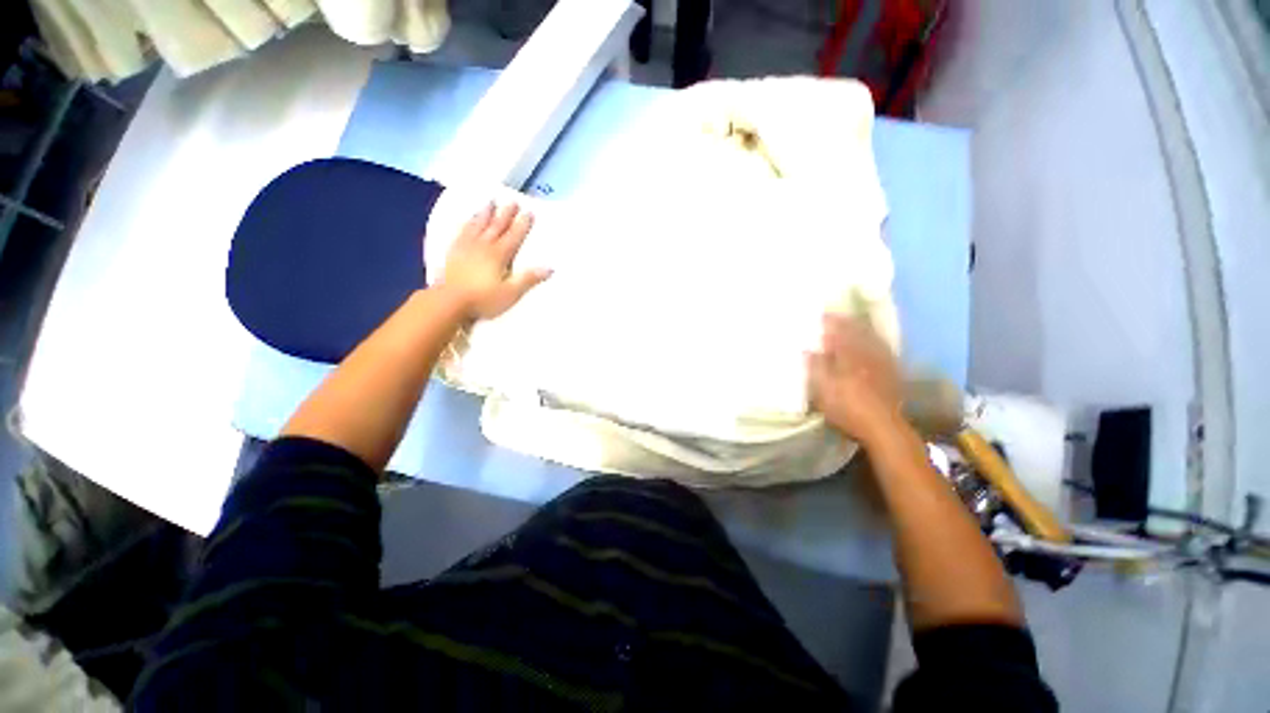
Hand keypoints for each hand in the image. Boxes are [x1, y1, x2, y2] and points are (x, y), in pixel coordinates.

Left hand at [440, 202, 551, 319]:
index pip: (513, 236)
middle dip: (505, 214)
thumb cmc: (483, 299)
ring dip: (485, 213)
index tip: (529, 212)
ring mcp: (466, 247)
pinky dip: (467, 223)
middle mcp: (483, 246)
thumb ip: (529, 279)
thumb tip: (549, 267)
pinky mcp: (453, 252)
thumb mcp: (511, 292)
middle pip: (496, 226)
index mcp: (499, 255)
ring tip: (490, 202)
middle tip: (512, 201)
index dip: (522, 224)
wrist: (449, 301)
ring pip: (478, 225)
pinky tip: (467, 219)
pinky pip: (462, 232)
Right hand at [808, 313, 903, 445]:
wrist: (883, 427)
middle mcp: (867, 355)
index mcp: (848, 357)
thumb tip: (807, 350)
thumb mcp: (823, 390)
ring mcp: (882, 363)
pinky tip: (874, 344)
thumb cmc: (847, 408)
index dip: (830, 323)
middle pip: (858, 333)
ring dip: (862, 330)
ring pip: (872, 339)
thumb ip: (815, 368)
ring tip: (853, 325)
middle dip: (847, 323)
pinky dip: (876, 342)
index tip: (821, 316)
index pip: (838, 333)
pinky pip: (884, 350)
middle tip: (836, 317)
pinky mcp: (892, 374)